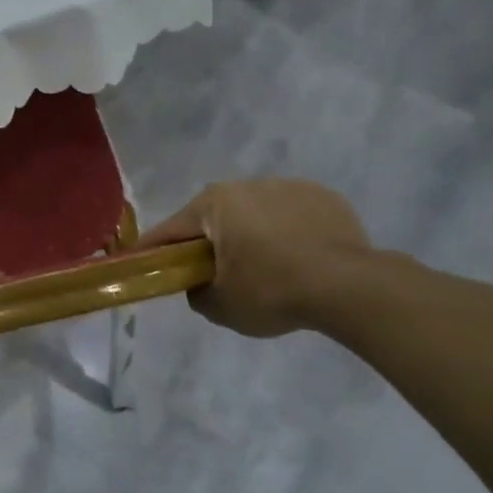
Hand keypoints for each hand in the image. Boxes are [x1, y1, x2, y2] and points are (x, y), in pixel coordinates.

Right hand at [140, 180, 371, 337]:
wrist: (350, 287)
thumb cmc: (272, 291)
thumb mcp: (219, 306)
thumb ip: (195, 292)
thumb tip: (200, 283)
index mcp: (214, 204)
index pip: (170, 230)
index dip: (153, 251)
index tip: (142, 264)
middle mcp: (247, 185)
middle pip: (214, 218)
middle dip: (209, 243)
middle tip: (213, 275)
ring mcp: (289, 186)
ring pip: (255, 214)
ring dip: (250, 235)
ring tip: (266, 269)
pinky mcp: (324, 197)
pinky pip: (291, 216)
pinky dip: (287, 234)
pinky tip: (299, 261)